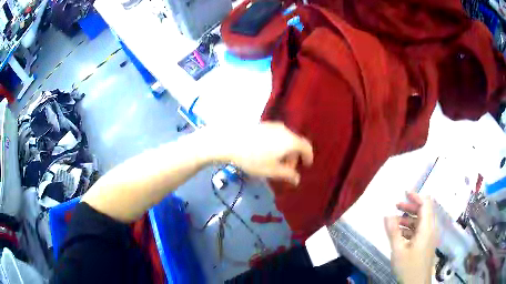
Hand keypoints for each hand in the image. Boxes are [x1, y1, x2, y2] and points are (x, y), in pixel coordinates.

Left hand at [219, 122, 312, 184]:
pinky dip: (278, 144)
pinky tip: (267, 153)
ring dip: (286, 151)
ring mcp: (273, 126)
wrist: (230, 143)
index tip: (306, 166)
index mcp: (290, 141)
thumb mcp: (272, 171)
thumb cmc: (254, 159)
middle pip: (296, 143)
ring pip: (286, 139)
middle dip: (294, 157)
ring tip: (276, 162)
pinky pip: (277, 135)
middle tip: (287, 170)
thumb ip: (288, 175)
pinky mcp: (263, 125)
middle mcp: (284, 130)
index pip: (306, 147)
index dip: (308, 157)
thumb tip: (297, 179)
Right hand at [385, 192, 437, 283]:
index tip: (404, 194)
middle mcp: (431, 229)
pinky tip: (400, 234)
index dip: (416, 196)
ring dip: (409, 218)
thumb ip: (393, 232)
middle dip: (410, 207)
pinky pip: (420, 230)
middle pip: (424, 210)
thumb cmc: (409, 267)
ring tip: (395, 222)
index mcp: (427, 228)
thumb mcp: (398, 251)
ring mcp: (429, 237)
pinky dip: (411, 228)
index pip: (426, 203)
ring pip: (421, 221)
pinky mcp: (426, 244)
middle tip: (396, 207)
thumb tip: (387, 214)